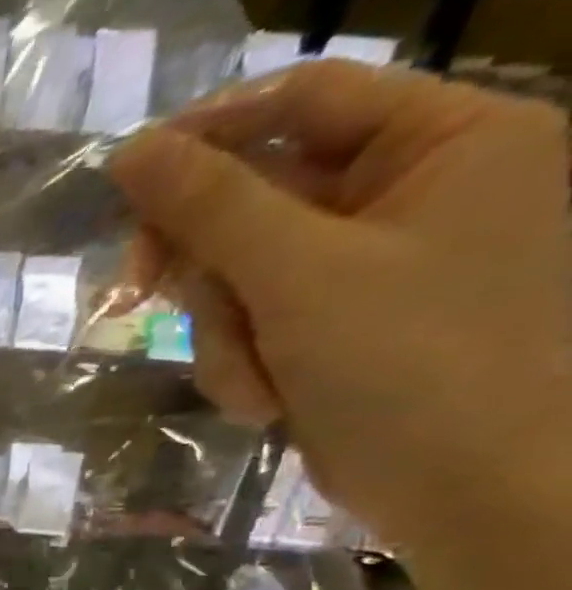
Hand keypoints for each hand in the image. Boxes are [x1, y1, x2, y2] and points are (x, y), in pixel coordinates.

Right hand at [108, 60, 571, 554]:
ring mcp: (373, 266)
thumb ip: (211, 206)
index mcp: (448, 141)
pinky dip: (243, 362)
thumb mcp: (298, 275)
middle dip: (205, 264)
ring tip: (254, 384)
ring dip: (223, 333)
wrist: (464, 490)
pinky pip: (252, 322)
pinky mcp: (337, 326)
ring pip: (240, 274)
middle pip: (257, 199)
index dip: (209, 131)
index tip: (125, 178)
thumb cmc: (409, 363)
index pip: (307, 98)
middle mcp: (414, 192)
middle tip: (136, 291)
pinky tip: (267, 402)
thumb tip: (128, 153)